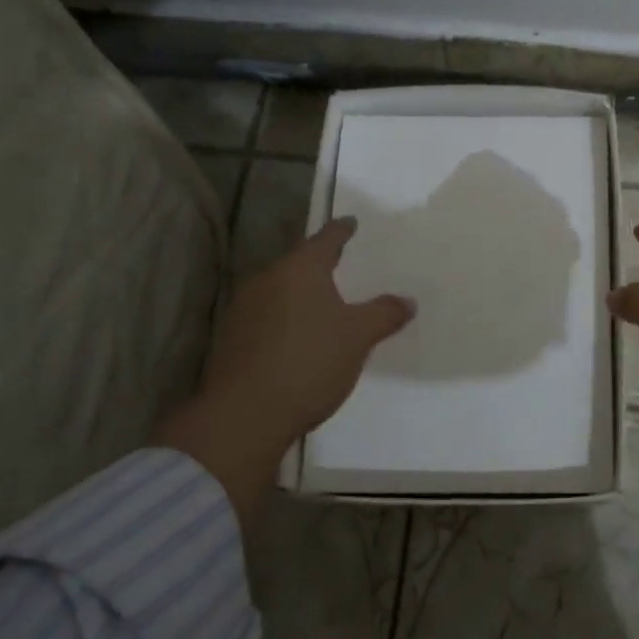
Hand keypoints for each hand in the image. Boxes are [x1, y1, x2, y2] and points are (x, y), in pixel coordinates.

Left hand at [158, 217, 414, 517]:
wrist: (245, 415)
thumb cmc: (309, 362)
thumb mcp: (358, 337)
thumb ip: (384, 314)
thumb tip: (408, 300)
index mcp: (299, 270)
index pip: (325, 239)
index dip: (341, 231)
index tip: (350, 223)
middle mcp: (267, 280)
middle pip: (299, 264)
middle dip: (320, 265)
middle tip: (343, 267)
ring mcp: (244, 310)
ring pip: (280, 291)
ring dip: (301, 295)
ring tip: (325, 305)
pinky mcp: (231, 339)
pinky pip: (267, 317)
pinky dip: (286, 319)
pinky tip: (299, 339)